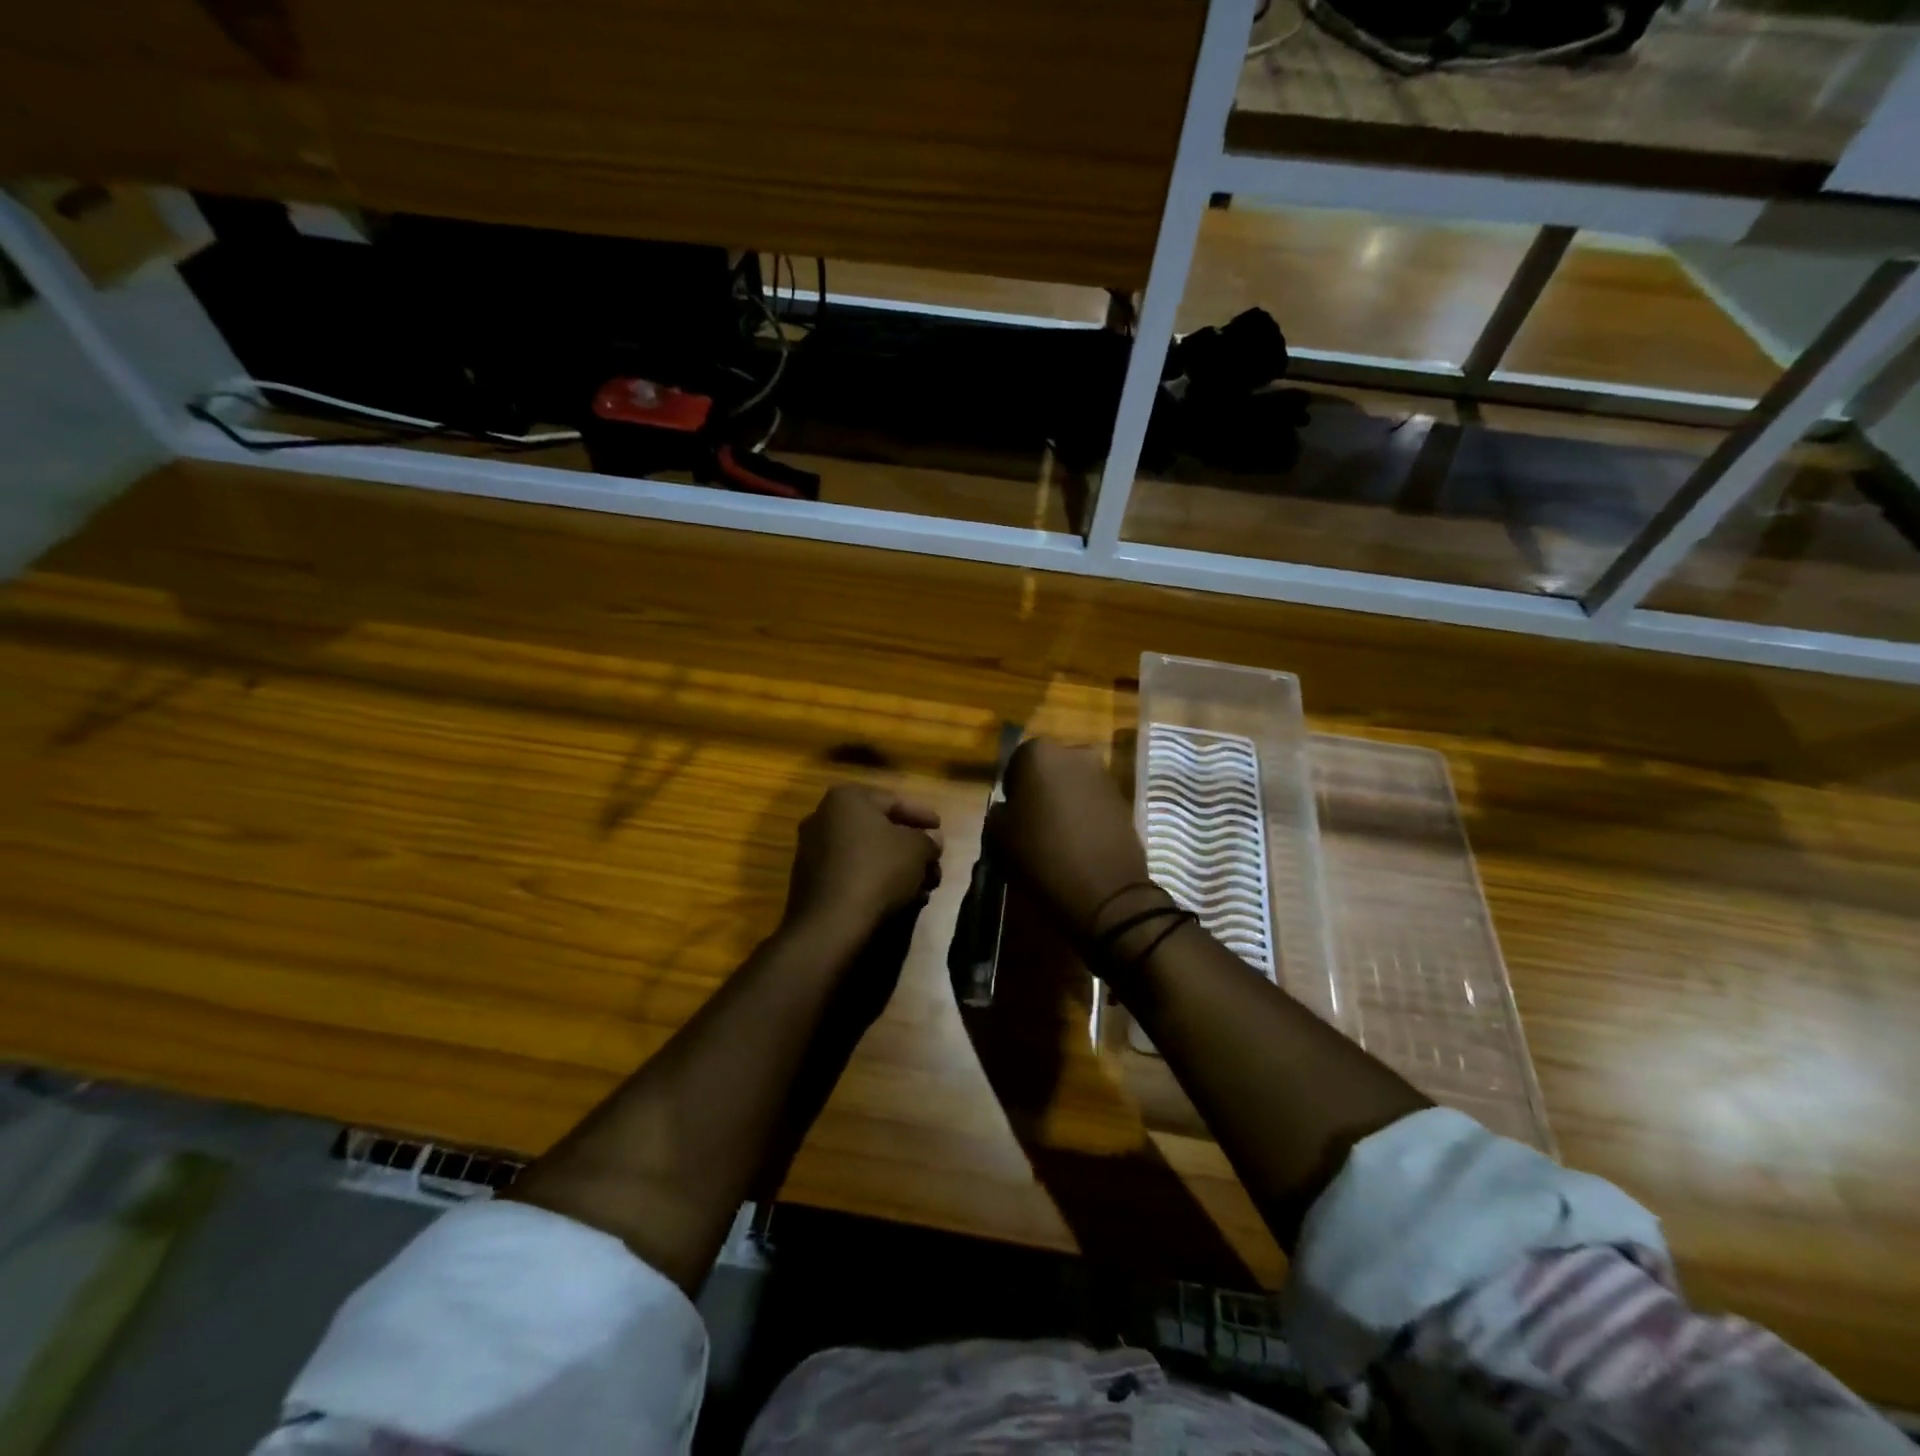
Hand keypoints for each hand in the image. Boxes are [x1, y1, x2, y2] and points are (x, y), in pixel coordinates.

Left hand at [783, 784, 943, 938]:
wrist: (831, 923)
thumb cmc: (878, 870)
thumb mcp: (917, 850)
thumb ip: (928, 841)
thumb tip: (932, 840)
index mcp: (846, 799)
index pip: (893, 801)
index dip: (922, 815)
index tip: (940, 828)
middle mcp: (823, 818)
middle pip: (879, 829)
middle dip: (910, 847)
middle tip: (933, 861)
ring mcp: (812, 852)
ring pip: (867, 854)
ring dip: (897, 868)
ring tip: (923, 887)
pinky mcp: (810, 883)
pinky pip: (852, 874)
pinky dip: (876, 882)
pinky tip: (900, 899)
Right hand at [989, 739, 1158, 942]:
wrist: (1104, 889)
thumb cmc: (1042, 854)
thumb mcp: (999, 835)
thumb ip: (999, 813)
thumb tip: (1008, 809)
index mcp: (1040, 753)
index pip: (1017, 761)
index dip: (1013, 788)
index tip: (1012, 813)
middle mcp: (1075, 753)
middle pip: (1050, 768)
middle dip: (1041, 789)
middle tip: (1033, 822)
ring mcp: (1104, 775)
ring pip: (1074, 783)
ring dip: (1065, 801)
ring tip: (1057, 835)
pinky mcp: (1125, 799)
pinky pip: (1095, 801)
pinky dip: (1086, 814)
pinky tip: (1080, 842)